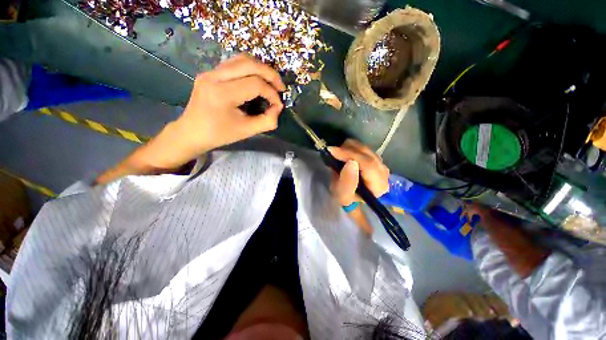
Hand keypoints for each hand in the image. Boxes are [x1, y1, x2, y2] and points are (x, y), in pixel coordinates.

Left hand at [156, 54, 284, 167]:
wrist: (191, 132)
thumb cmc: (220, 134)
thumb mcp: (247, 131)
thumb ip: (267, 121)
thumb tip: (278, 107)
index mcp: (223, 94)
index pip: (255, 84)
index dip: (272, 94)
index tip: (278, 105)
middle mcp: (215, 76)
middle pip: (250, 64)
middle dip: (270, 74)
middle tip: (281, 88)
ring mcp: (210, 72)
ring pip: (242, 59)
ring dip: (261, 68)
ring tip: (271, 82)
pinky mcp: (210, 72)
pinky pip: (234, 63)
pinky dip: (250, 68)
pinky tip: (257, 79)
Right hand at [328, 139, 389, 206]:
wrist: (351, 197)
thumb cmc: (346, 198)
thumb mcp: (343, 195)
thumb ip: (347, 181)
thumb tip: (351, 162)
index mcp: (378, 186)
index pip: (368, 164)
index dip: (350, 155)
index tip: (333, 151)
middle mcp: (384, 174)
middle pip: (368, 155)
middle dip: (349, 150)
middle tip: (333, 150)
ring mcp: (381, 165)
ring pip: (367, 150)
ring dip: (350, 148)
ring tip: (337, 152)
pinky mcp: (376, 160)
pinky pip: (365, 149)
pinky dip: (353, 148)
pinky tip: (344, 152)